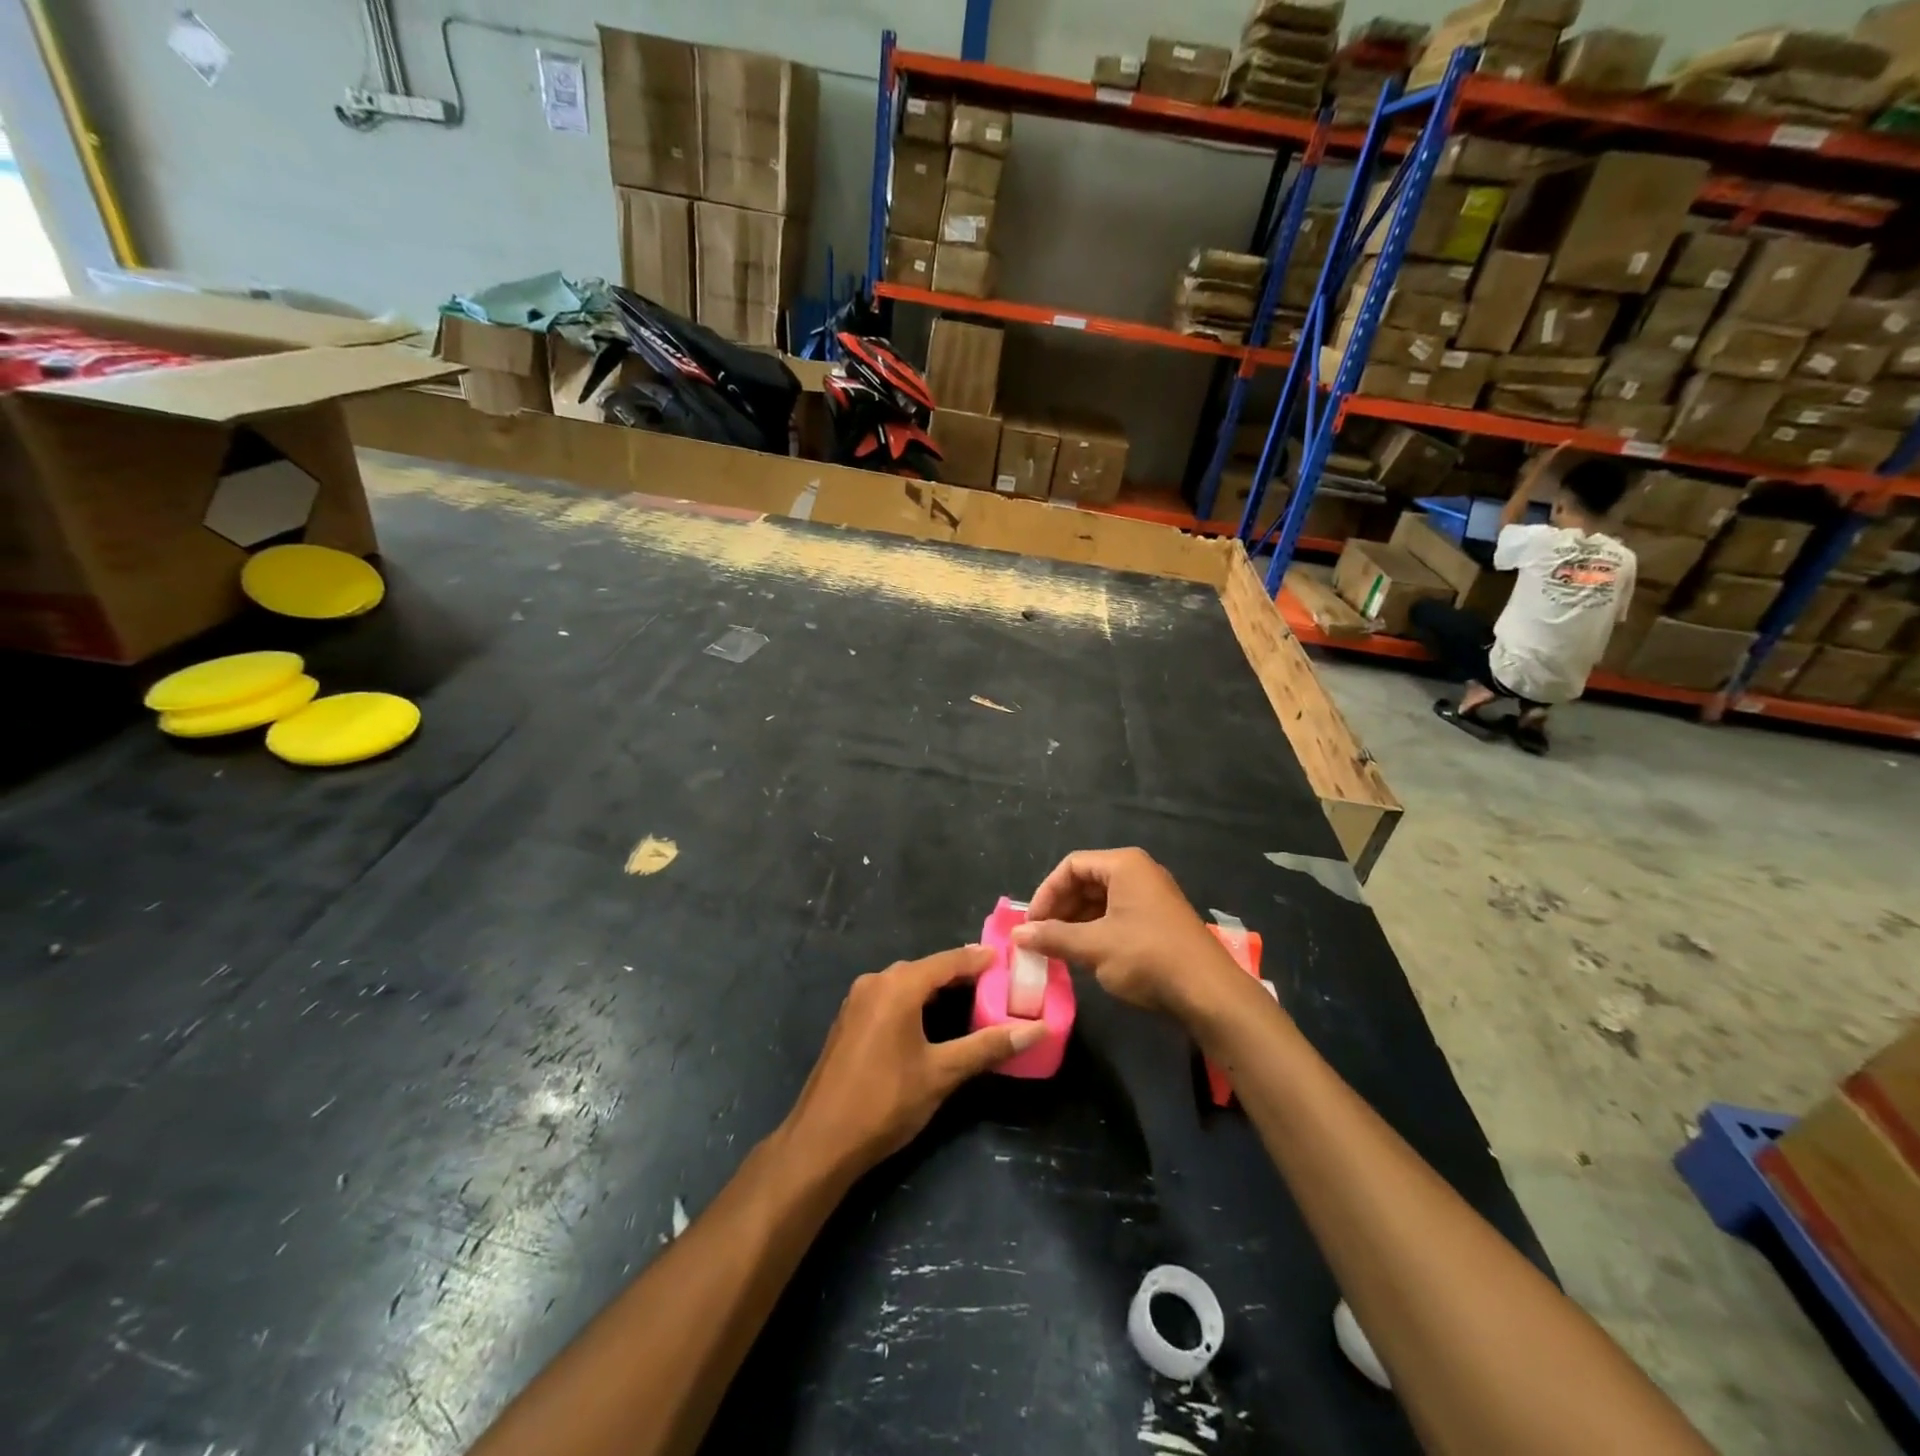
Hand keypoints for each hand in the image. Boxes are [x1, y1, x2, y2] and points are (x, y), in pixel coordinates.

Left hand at [781, 946, 1044, 1178]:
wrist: (821, 1141)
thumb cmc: (885, 1102)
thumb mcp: (942, 1074)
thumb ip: (987, 1046)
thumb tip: (1036, 1030)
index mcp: (898, 986)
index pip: (948, 961)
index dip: (979, 959)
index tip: (1007, 958)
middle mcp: (875, 982)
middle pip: (926, 969)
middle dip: (960, 973)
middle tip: (996, 982)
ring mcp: (857, 1000)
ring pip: (906, 983)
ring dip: (937, 988)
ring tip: (972, 998)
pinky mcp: (849, 1020)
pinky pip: (890, 997)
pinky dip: (915, 1000)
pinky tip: (932, 1019)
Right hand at [1012, 848, 1248, 1024]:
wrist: (1209, 993)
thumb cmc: (1147, 957)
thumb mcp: (1094, 946)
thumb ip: (1053, 937)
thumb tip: (1017, 934)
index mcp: (1124, 865)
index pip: (1071, 866)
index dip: (1046, 893)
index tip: (1031, 923)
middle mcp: (1139, 873)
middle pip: (1086, 881)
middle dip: (1060, 909)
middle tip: (1040, 938)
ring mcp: (1152, 897)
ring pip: (1101, 901)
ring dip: (1076, 922)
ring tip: (1057, 950)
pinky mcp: (1159, 921)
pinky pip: (1117, 916)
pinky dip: (1096, 931)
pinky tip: (1084, 955)